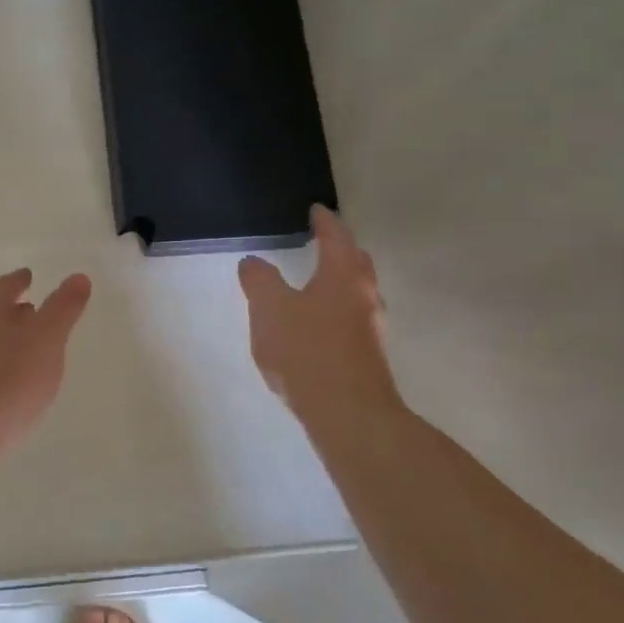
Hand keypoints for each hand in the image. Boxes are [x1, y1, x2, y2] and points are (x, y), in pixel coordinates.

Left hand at [0, 268, 91, 452]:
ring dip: (13, 340)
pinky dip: (9, 368)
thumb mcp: (46, 338)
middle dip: (15, 310)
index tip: (27, 274)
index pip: (3, 288)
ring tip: (35, 346)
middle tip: (34, 307)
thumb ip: (63, 308)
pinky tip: (21, 385)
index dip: (17, 280)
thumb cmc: (9, 379)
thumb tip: (78, 276)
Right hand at [239, 206, 404, 428]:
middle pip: (355, 261)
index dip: (324, 221)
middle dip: (340, 248)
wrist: (348, 413)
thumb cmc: (307, 351)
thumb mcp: (270, 309)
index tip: (316, 209)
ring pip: (357, 292)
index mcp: (343, 275)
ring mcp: (371, 327)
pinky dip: (337, 309)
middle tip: (321, 241)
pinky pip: (352, 318)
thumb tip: (253, 261)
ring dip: (340, 281)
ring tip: (316, 281)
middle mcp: (364, 295)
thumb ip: (259, 281)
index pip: (336, 236)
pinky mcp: (368, 355)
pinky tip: (318, 324)